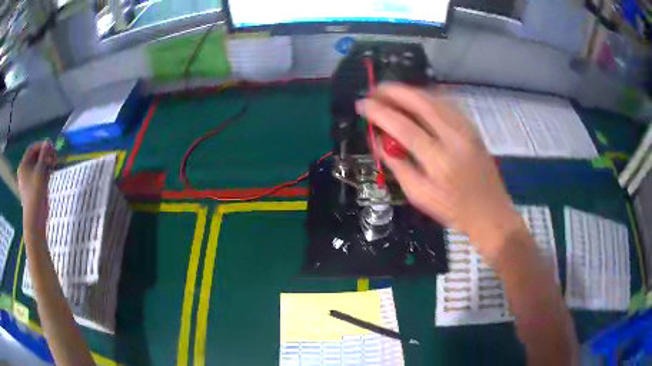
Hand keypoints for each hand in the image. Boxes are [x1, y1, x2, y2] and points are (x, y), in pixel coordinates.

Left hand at [17, 141, 56, 238]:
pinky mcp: (34, 188)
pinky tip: (50, 173)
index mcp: (23, 165)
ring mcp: (29, 180)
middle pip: (35, 157)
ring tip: (53, 165)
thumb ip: (44, 155)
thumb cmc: (35, 194)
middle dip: (45, 155)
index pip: (32, 149)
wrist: (35, 219)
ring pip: (38, 166)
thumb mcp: (40, 171)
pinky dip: (45, 172)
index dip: (41, 145)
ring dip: (46, 163)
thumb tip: (48, 142)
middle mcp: (25, 171)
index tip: (51, 147)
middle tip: (54, 156)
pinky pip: (39, 175)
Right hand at [357, 84, 525, 262]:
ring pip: (434, 98)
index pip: (402, 126)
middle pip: (420, 102)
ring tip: (390, 93)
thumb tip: (378, 139)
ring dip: (409, 91)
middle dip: (393, 91)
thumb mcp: (419, 195)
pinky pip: (446, 104)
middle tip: (374, 90)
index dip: (379, 112)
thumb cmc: (453, 210)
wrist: (490, 212)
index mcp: (438, 159)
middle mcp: (454, 137)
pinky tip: (415, 100)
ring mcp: (466, 129)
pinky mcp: (472, 127)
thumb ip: (396, 165)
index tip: (362, 105)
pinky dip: (426, 97)